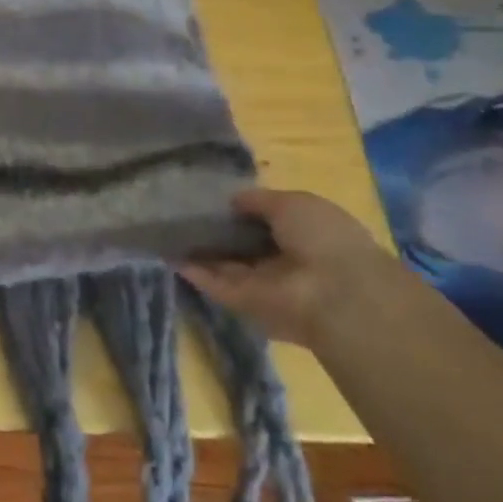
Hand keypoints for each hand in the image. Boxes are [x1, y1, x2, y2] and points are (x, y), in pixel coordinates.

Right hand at [179, 188, 397, 345]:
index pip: (267, 221)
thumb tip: (231, 200)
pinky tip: (168, 254)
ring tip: (167, 232)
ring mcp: (263, 283)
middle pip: (244, 245)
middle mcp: (284, 260)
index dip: (241, 211)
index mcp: (304, 233)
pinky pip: (215, 284)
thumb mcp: (291, 203)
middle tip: (182, 213)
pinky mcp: (244, 302)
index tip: (212, 199)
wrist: (335, 295)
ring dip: (201, 252)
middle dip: (218, 233)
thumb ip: (258, 200)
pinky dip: (193, 272)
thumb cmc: (322, 237)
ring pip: (226, 265)